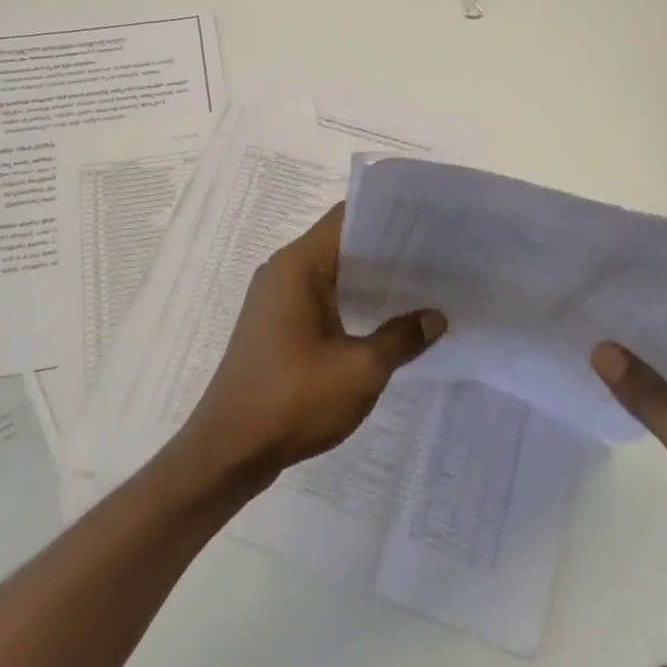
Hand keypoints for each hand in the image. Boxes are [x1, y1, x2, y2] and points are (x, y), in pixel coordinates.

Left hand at [173, 205, 447, 491]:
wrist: (228, 451)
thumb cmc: (293, 401)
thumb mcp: (360, 370)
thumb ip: (401, 338)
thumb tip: (435, 317)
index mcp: (298, 266)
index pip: (347, 217)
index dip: (388, 216)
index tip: (428, 223)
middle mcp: (282, 272)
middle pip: (340, 243)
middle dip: (386, 249)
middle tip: (437, 257)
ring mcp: (275, 300)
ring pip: (331, 273)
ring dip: (369, 279)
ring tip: (420, 286)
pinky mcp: (274, 326)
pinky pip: (319, 298)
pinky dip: (350, 301)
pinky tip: (383, 320)